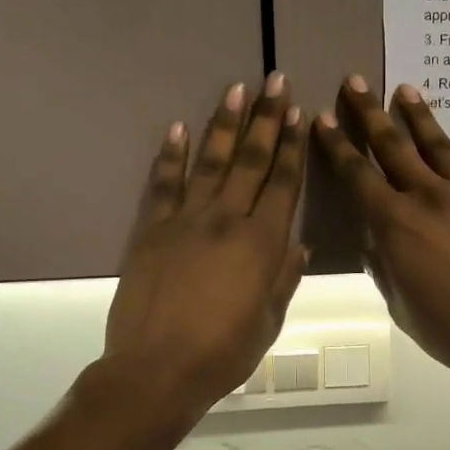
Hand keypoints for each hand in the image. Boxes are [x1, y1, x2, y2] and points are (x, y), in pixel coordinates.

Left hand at [105, 76, 307, 415]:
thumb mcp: (269, 321)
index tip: (298, 114)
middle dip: (265, 119)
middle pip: (250, 161)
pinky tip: (179, 128)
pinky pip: (164, 184)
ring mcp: (186, 220)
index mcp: (263, 243)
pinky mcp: (152, 229)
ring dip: (223, 124)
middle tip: (274, 81)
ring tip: (234, 90)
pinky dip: (171, 155)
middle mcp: (228, 220)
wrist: (159, 368)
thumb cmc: (224, 352)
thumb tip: (298, 245)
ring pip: (210, 162)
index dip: (291, 146)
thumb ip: (284, 278)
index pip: (283, 183)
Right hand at [313, 76, 449, 381]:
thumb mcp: (401, 302)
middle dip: (370, 113)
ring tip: (406, 91)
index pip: (358, 175)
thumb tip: (379, 241)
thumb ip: (386, 264)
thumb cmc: (449, 328)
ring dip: (418, 116)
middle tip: (356, 81)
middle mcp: (428, 197)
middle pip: (394, 146)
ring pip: (438, 145)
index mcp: (395, 224)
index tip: (323, 118)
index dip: (338, 146)